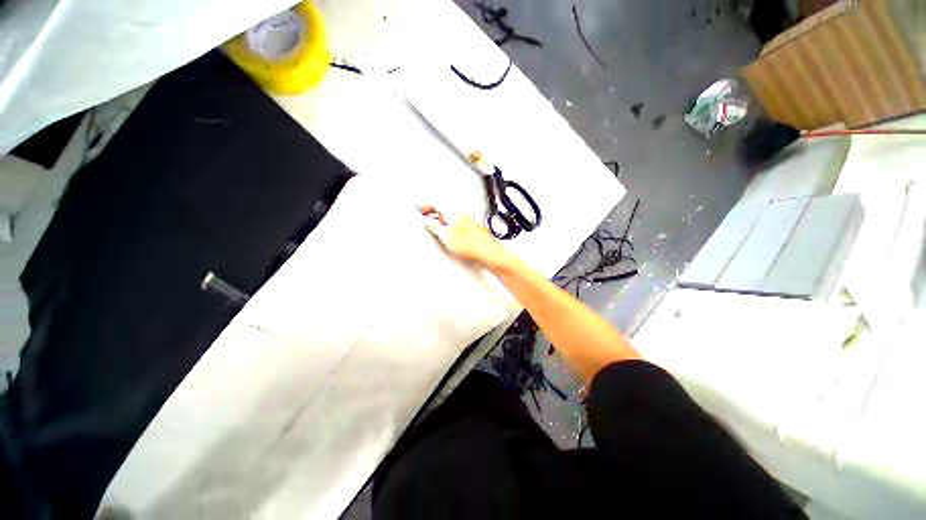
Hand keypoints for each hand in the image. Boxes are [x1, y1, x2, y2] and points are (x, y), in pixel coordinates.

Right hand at [421, 207, 513, 271]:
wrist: (490, 255)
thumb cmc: (473, 246)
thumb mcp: (446, 237)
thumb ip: (434, 227)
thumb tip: (427, 222)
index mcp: (455, 213)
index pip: (437, 204)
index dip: (426, 206)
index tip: (419, 209)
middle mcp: (463, 216)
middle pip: (444, 211)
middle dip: (433, 215)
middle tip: (425, 221)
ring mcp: (468, 223)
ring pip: (450, 220)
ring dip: (441, 223)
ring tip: (437, 232)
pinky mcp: (471, 232)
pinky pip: (457, 227)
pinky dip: (450, 230)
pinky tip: (449, 239)